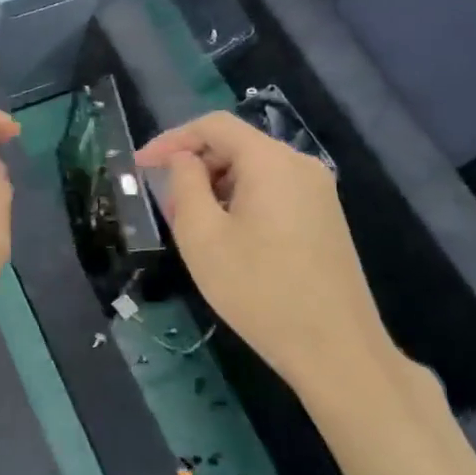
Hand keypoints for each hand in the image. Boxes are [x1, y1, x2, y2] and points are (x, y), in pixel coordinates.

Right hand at [135, 111, 404, 425]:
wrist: (335, 349)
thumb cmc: (258, 289)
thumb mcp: (203, 236)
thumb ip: (185, 184)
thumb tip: (184, 160)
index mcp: (271, 160)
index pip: (213, 126)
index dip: (171, 139)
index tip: (140, 165)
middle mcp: (300, 165)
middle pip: (236, 146)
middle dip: (194, 167)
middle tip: (167, 207)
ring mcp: (319, 192)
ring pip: (254, 171)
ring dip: (216, 188)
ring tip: (193, 228)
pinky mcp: (325, 219)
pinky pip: (273, 192)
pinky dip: (241, 202)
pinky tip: (228, 240)